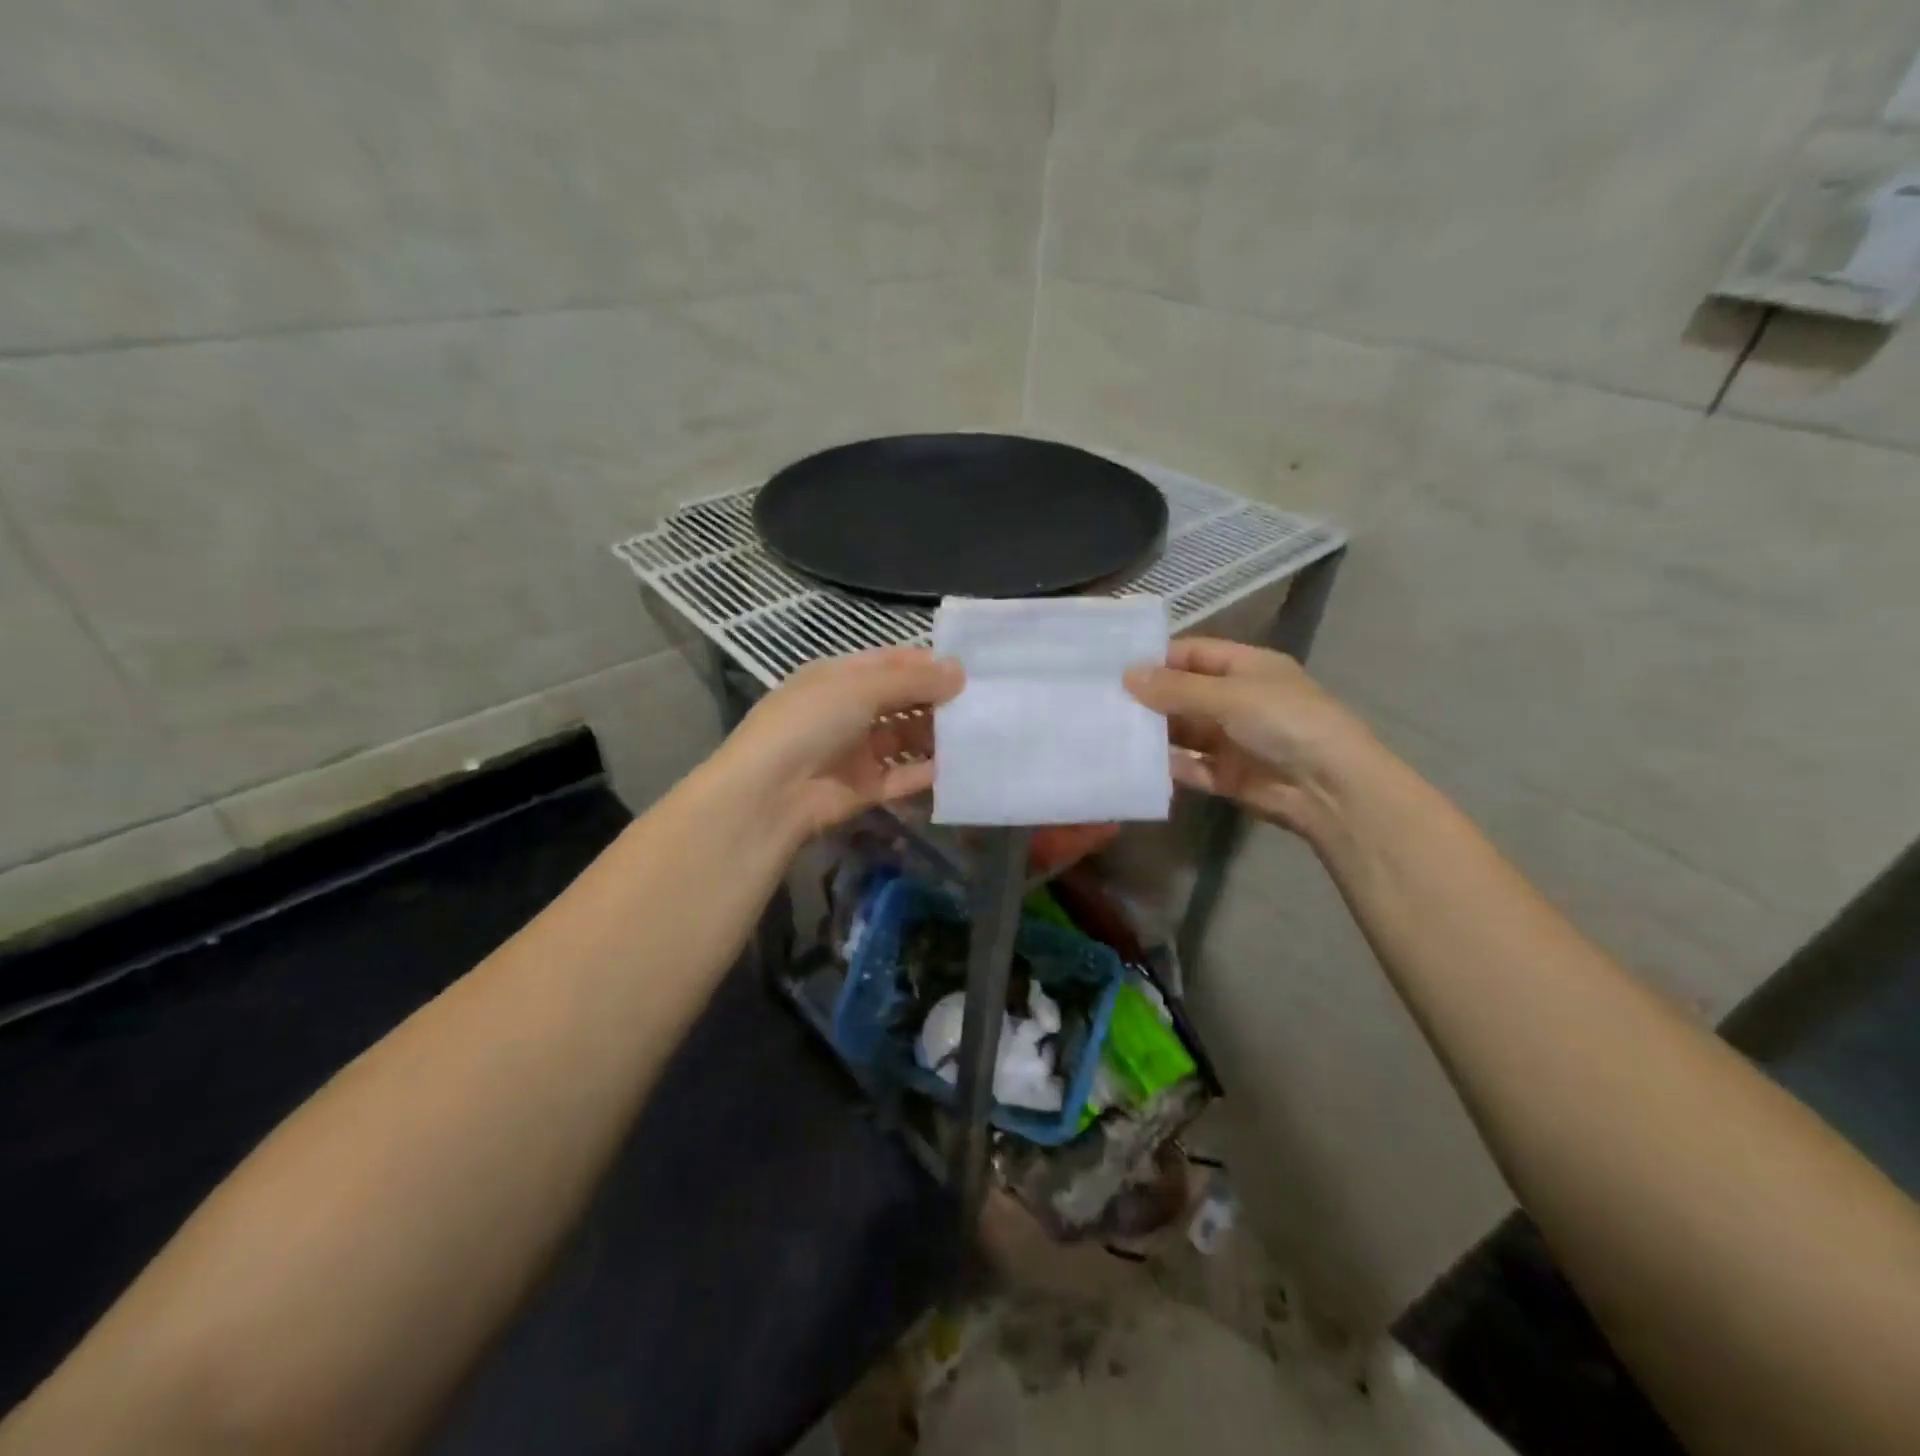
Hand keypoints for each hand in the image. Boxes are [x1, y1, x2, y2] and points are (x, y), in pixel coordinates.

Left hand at [714, 647, 963, 839]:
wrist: (770, 792)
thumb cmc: (811, 721)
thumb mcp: (860, 687)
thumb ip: (913, 680)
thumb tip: (959, 671)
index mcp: (840, 678)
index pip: (890, 664)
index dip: (926, 665)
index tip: (968, 669)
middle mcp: (849, 711)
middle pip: (902, 701)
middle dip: (937, 700)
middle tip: (981, 702)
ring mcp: (857, 751)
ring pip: (906, 740)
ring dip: (936, 736)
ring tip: (977, 733)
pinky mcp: (865, 788)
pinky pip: (903, 777)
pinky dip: (928, 773)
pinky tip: (959, 766)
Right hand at [1125, 637, 1378, 839]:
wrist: (1330, 788)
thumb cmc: (1285, 722)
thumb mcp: (1229, 695)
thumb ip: (1176, 688)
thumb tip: (1127, 675)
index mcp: (1247, 668)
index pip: (1194, 654)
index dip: (1157, 658)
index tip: (1114, 667)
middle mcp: (1238, 700)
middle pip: (1184, 694)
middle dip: (1149, 698)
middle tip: (1101, 701)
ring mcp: (1232, 739)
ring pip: (1183, 732)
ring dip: (1154, 733)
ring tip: (1109, 733)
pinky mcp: (1227, 775)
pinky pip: (1189, 767)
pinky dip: (1167, 766)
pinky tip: (1135, 765)